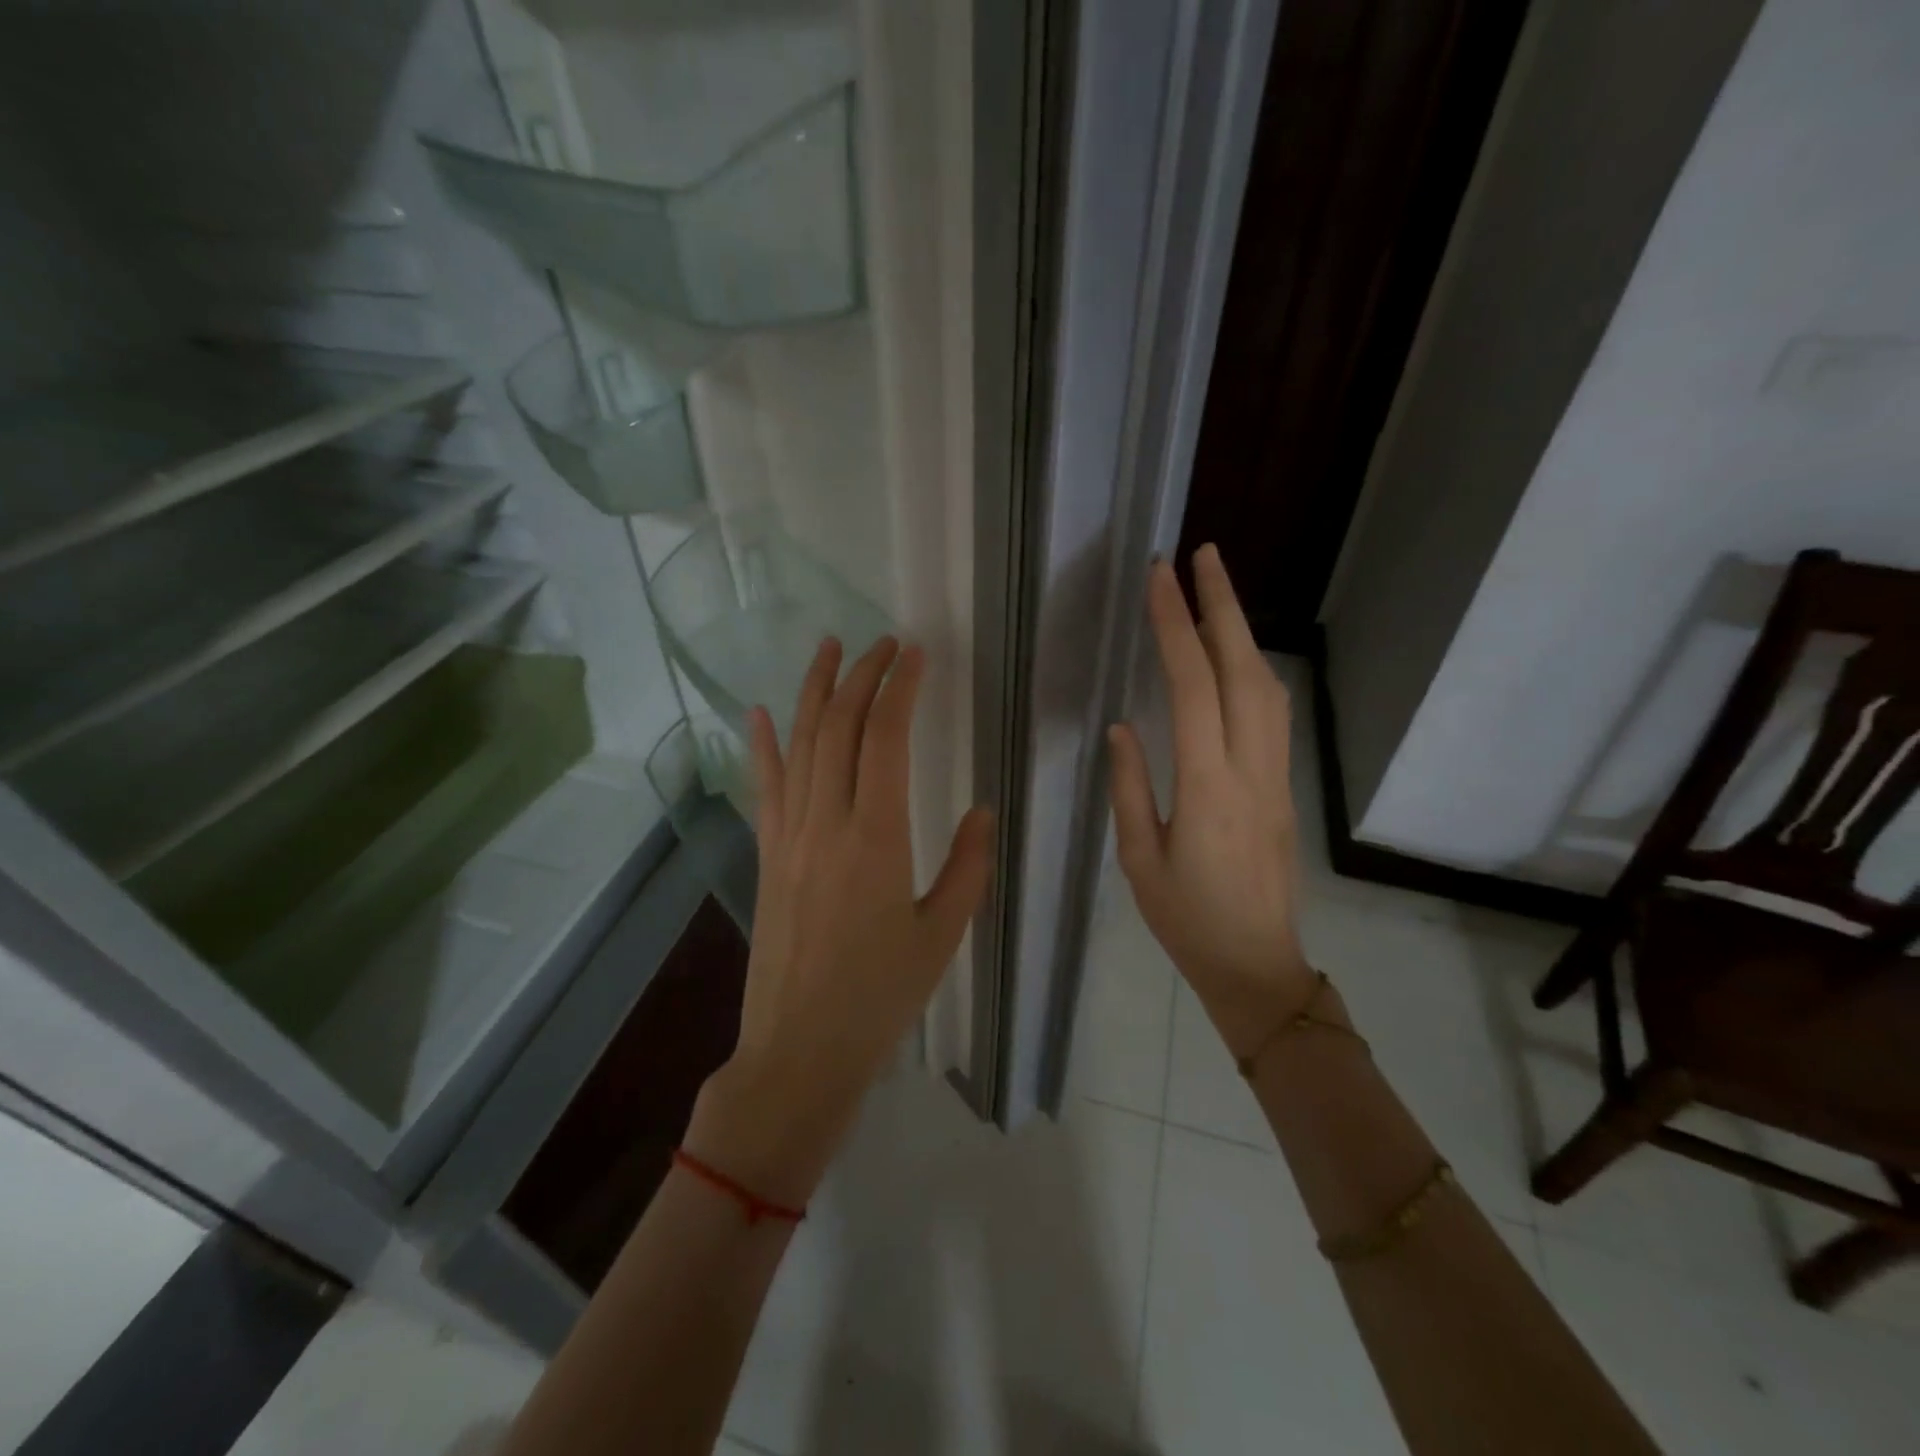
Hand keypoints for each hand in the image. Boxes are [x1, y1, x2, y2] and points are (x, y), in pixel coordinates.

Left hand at [686, 637, 993, 1205]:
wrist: (800, 1048)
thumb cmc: (880, 996)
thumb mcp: (943, 933)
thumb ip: (968, 866)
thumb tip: (980, 811)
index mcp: (877, 836)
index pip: (885, 737)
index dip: (899, 687)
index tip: (915, 654)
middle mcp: (826, 821)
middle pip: (839, 727)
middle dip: (861, 675)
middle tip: (882, 643)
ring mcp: (789, 836)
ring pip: (799, 745)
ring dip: (814, 691)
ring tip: (828, 648)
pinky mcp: (768, 855)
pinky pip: (765, 788)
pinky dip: (764, 746)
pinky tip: (762, 712)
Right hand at [1108, 546, 1312, 1057]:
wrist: (1258, 965)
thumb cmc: (1187, 920)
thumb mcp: (1140, 860)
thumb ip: (1132, 788)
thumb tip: (1124, 726)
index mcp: (1208, 787)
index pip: (1193, 687)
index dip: (1175, 626)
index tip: (1160, 577)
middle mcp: (1251, 769)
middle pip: (1244, 670)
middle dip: (1223, 606)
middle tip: (1202, 554)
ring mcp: (1276, 775)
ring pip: (1267, 687)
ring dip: (1242, 631)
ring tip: (1217, 590)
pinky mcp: (1284, 785)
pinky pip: (1273, 713)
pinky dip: (1254, 668)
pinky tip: (1237, 655)